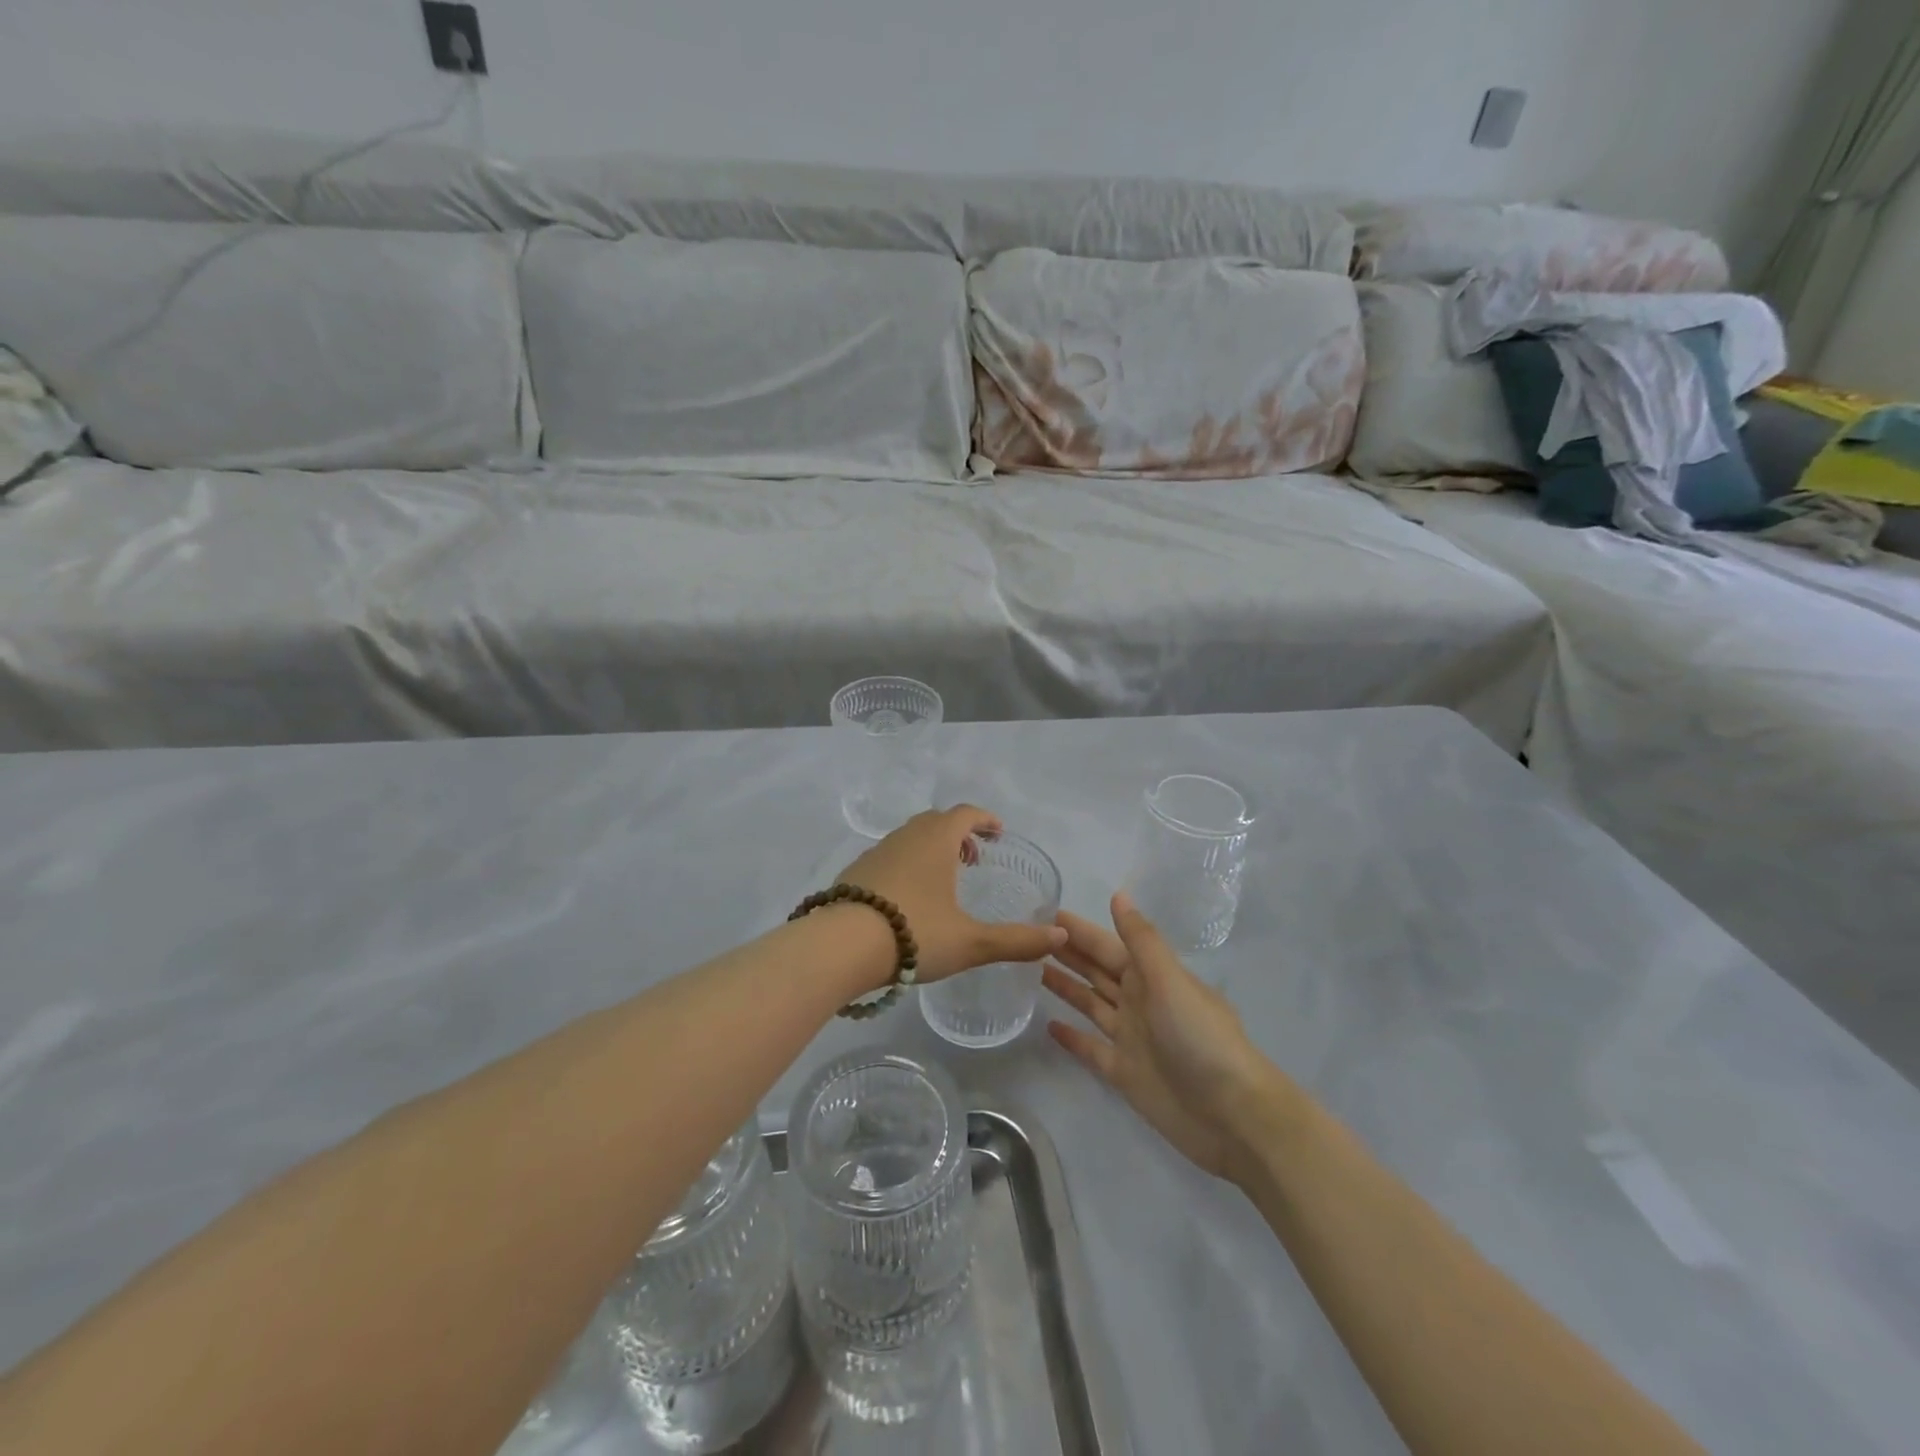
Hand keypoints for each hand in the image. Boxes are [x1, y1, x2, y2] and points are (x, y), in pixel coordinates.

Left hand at [837, 806, 1066, 985]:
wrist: (840, 946)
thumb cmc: (914, 933)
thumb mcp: (971, 942)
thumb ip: (1017, 940)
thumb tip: (1060, 935)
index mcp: (936, 840)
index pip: (966, 813)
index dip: (985, 819)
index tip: (998, 833)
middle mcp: (906, 837)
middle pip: (936, 822)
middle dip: (959, 834)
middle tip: (974, 859)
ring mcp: (876, 852)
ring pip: (910, 838)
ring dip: (931, 849)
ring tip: (943, 881)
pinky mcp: (854, 872)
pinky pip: (889, 857)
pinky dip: (906, 865)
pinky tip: (907, 899)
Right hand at [1044, 893, 1281, 1177]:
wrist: (1232, 1116)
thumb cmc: (1201, 1038)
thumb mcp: (1170, 981)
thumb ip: (1141, 941)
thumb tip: (1119, 895)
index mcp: (1152, 977)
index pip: (1107, 946)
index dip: (1079, 931)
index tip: (1045, 912)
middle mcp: (1139, 1001)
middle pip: (1097, 971)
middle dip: (1068, 953)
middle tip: (1027, 936)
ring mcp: (1131, 1038)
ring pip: (1091, 1004)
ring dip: (1066, 987)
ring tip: (1031, 970)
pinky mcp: (1124, 1073)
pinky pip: (1091, 1049)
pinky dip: (1072, 1038)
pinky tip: (1048, 1025)